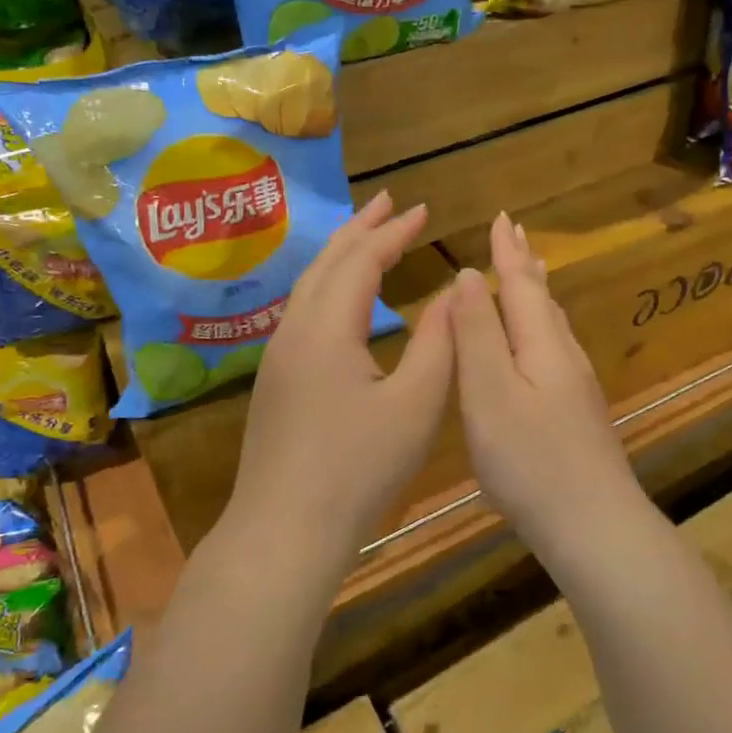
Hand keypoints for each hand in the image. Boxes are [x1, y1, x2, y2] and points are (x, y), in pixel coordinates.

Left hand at [227, 191, 454, 567]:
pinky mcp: (276, 381)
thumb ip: (440, 341)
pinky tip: (342, 300)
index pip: (362, 260)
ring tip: (367, 237)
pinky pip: (303, 311)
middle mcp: (294, 330)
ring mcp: (279, 357)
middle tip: (389, 202)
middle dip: (360, 228)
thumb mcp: (416, 405)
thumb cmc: (358, 469)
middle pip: (327, 262)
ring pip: (309, 286)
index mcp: (327, 328)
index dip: (394, 231)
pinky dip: (329, 286)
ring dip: (341, 255)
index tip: (424, 208)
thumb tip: (455, 290)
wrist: (284, 530)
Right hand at [449, 213, 642, 549]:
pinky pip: (553, 349)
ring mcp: (575, 386)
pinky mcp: (576, 413)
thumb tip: (468, 275)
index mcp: (541, 344)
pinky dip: (539, 327)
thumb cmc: (530, 459)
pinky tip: (538, 343)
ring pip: (551, 324)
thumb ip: (478, 333)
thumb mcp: (489, 392)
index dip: (508, 251)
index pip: (520, 283)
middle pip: (542, 298)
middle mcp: (564, 355)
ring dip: (535, 293)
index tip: (502, 218)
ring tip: (529, 273)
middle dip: (524, 265)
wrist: (593, 524)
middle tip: (516, 235)